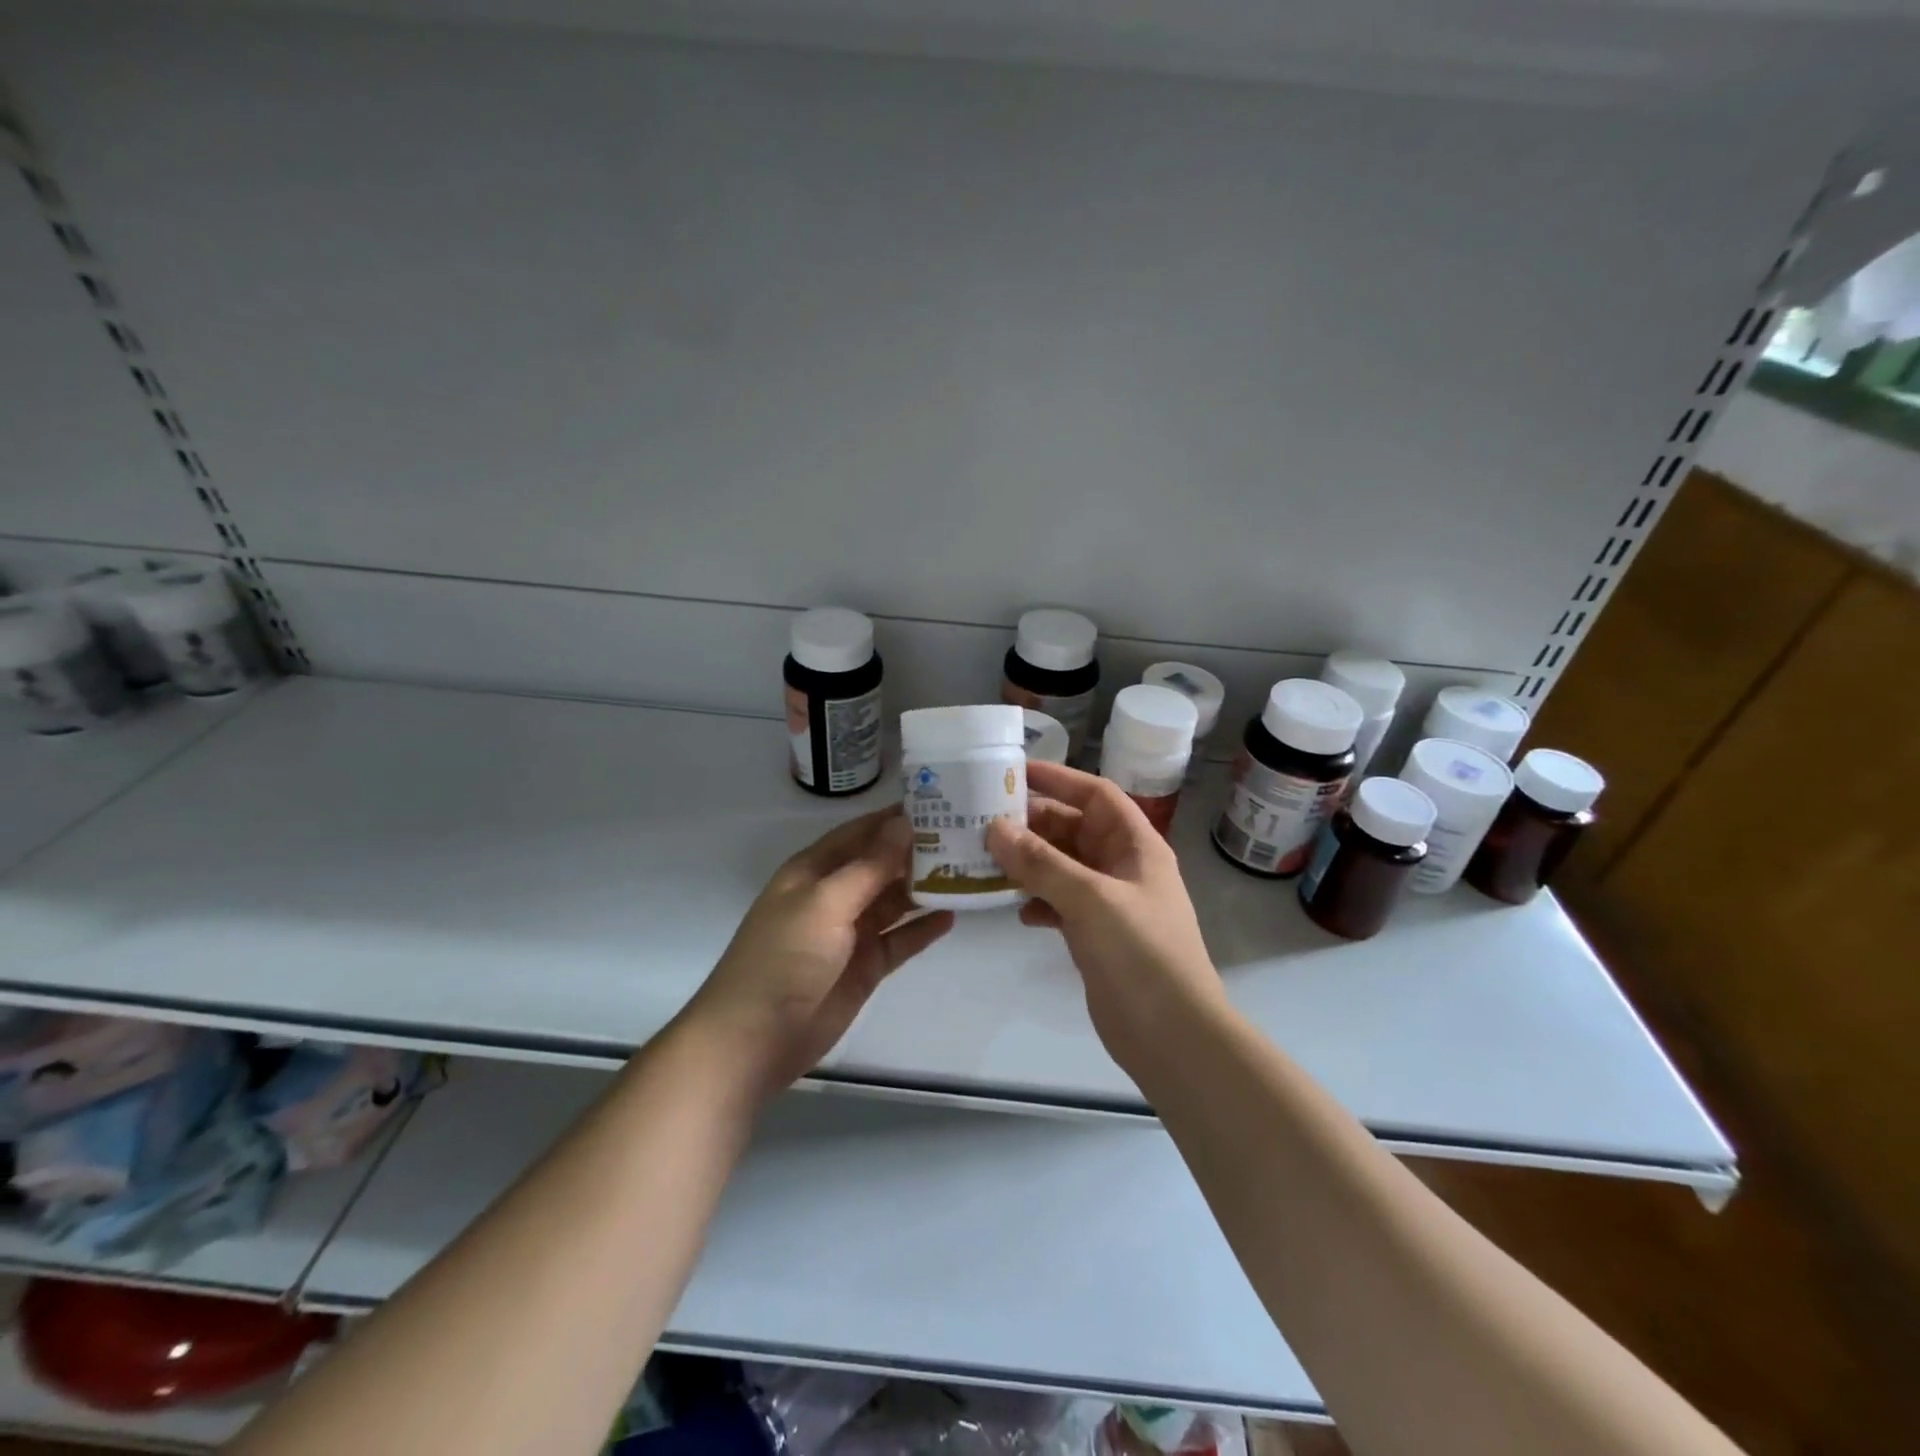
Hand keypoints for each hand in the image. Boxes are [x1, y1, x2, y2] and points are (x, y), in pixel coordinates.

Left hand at [686, 805, 954, 1098]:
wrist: (757, 1038)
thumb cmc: (785, 957)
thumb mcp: (825, 902)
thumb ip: (869, 866)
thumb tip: (904, 824)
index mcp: (813, 871)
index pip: (859, 833)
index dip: (892, 819)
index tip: (937, 802)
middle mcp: (833, 896)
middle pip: (880, 866)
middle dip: (915, 852)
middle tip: (964, 836)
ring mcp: (850, 933)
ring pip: (893, 901)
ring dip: (923, 888)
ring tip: (966, 870)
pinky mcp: (865, 967)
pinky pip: (900, 940)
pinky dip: (922, 929)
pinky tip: (952, 915)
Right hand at [986, 762, 1222, 1070]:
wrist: (1173, 1036)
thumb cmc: (1141, 954)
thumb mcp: (1091, 900)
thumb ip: (1042, 863)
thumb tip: (995, 828)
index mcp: (1135, 845)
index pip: (1095, 794)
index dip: (1059, 778)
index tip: (1014, 772)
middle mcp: (1122, 866)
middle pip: (1073, 829)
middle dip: (1032, 824)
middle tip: (983, 820)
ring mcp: (1108, 902)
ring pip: (1061, 867)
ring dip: (1028, 863)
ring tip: (986, 861)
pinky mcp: (1095, 934)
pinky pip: (1059, 902)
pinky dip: (1037, 900)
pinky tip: (1015, 909)